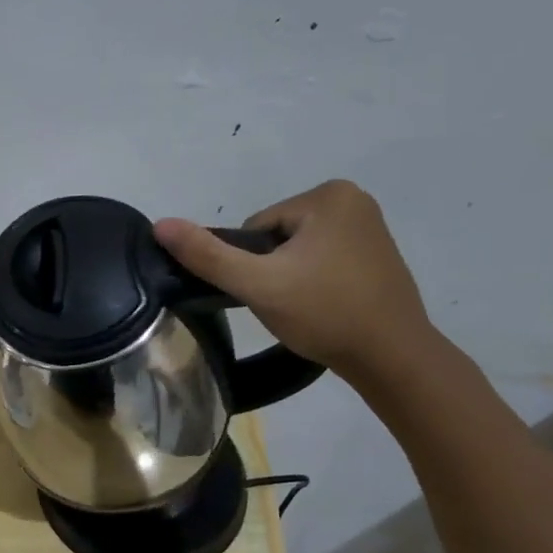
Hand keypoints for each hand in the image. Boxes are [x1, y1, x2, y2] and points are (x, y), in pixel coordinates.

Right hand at [153, 180, 432, 381]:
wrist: (392, 357)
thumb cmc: (325, 313)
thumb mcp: (258, 284)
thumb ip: (207, 255)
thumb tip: (160, 225)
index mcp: (328, 195)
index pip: (256, 227)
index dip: (252, 264)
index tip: (271, 292)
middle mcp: (354, 199)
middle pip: (277, 237)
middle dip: (273, 271)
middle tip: (288, 305)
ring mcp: (370, 227)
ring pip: (298, 251)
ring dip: (292, 279)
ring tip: (306, 310)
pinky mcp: (378, 254)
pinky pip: (324, 261)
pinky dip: (316, 283)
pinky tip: (325, 308)